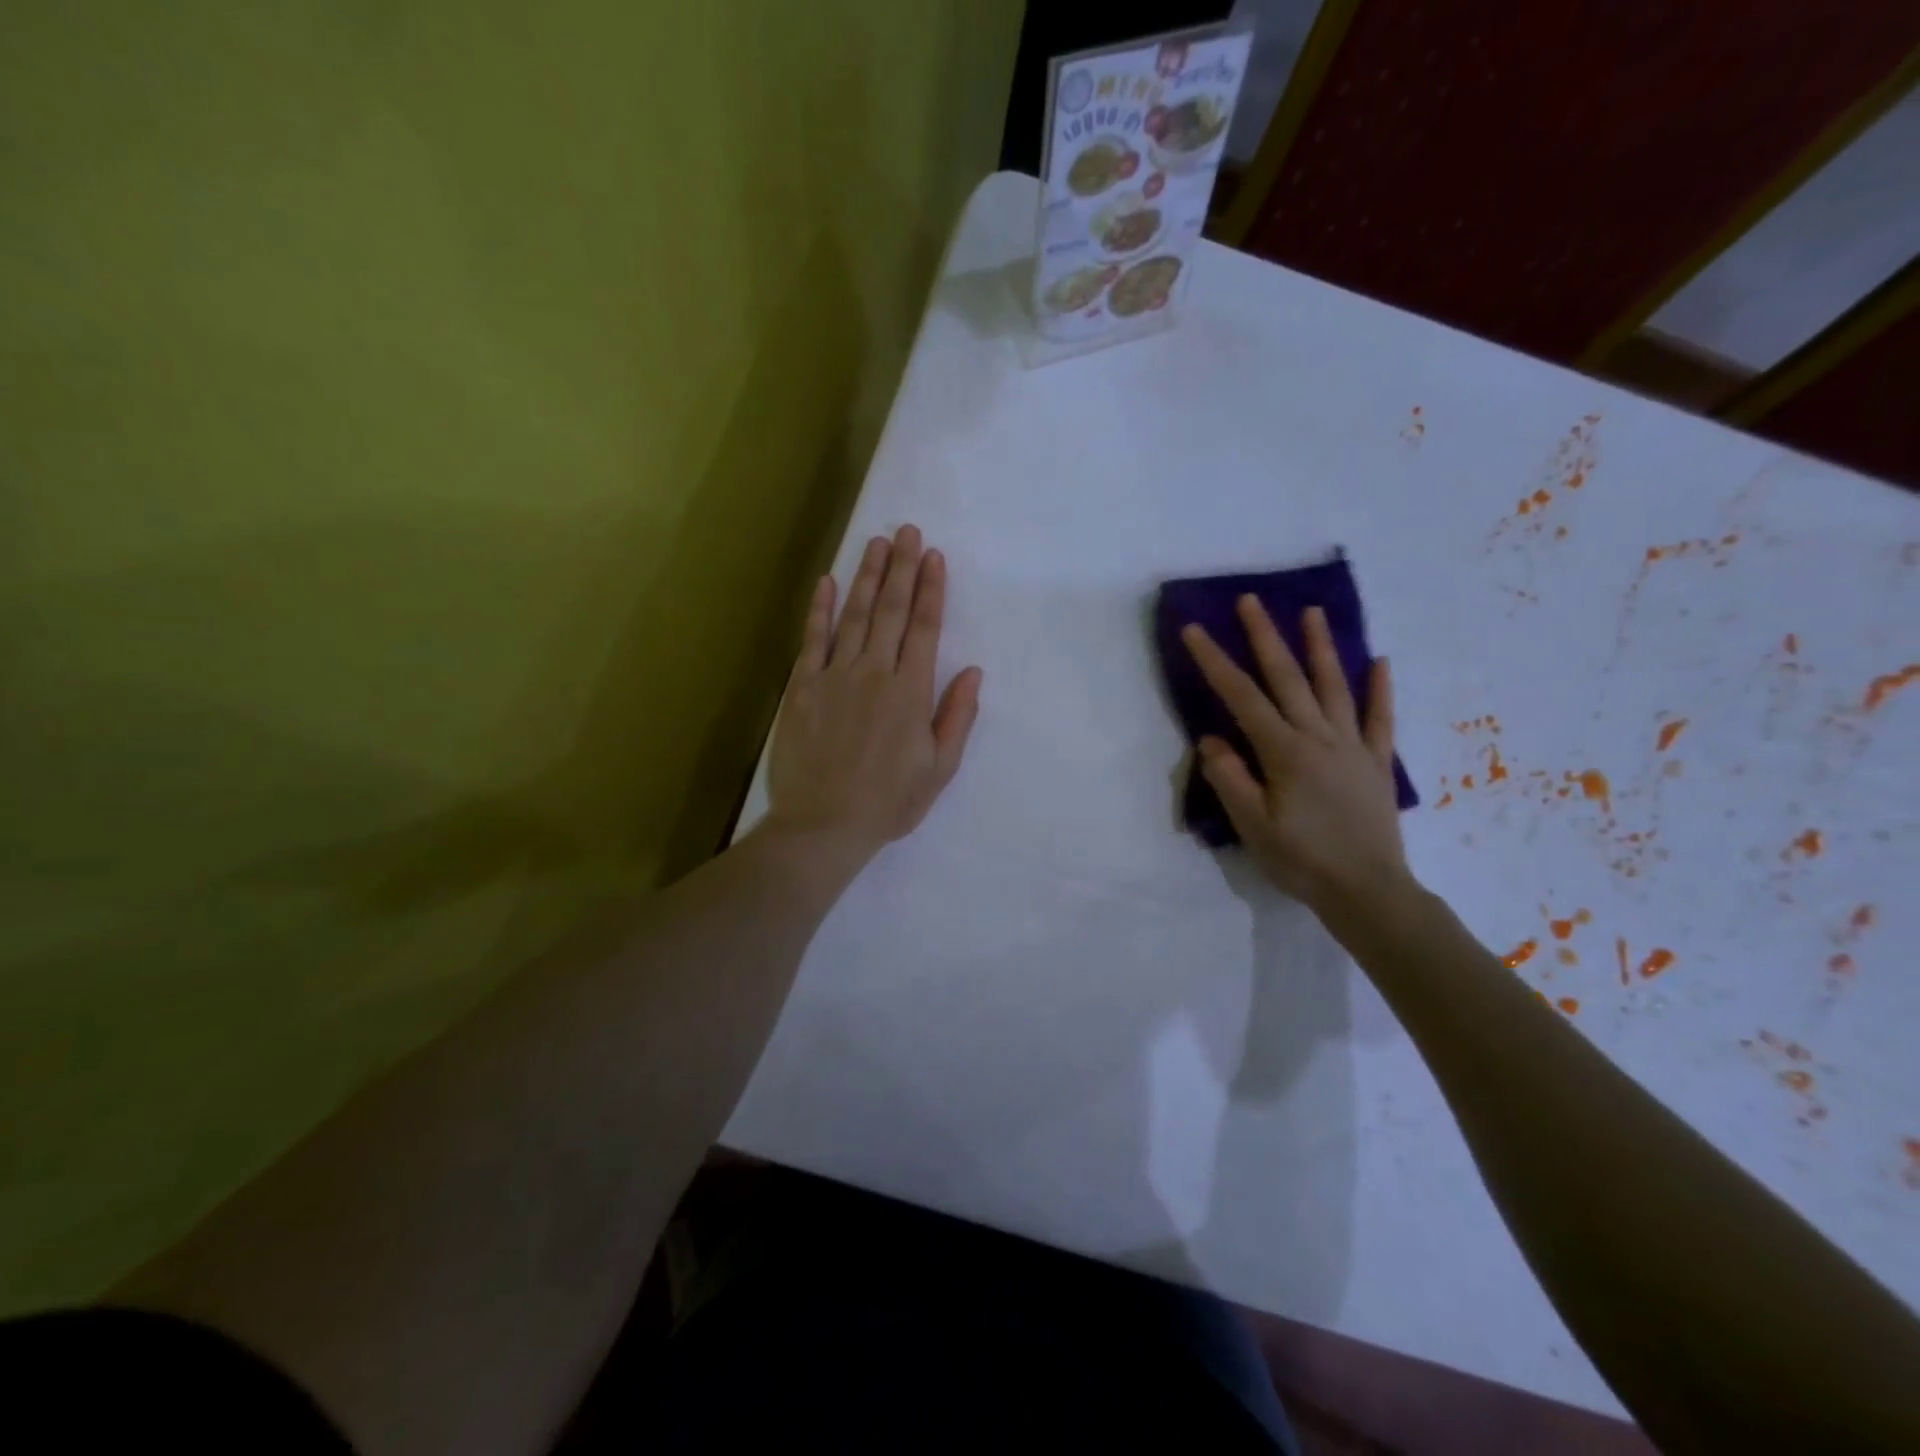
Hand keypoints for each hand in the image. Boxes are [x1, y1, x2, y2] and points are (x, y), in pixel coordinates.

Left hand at [766, 525, 982, 872]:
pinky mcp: (802, 687)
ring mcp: (835, 676)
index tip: (935, 557)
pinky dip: (820, 609)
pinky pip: (812, 639)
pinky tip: (826, 581)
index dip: (932, 590)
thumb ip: (957, 716)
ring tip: (877, 544)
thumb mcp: (939, 768)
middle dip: (903, 568)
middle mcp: (874, 672)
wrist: (824, 825)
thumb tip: (973, 671)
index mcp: (911, 692)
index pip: (926, 628)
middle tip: (907, 531)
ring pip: (854, 615)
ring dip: (868, 577)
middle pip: (892, 611)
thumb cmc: (888, 802)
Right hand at [1182, 599, 1412, 920]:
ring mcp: (1353, 746)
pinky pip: (1380, 718)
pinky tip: (1380, 661)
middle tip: (1251, 600)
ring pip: (1334, 686)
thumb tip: (1211, 738)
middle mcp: (1319, 737)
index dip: (1215, 661)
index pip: (1242, 697)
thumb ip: (1230, 778)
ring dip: (1321, 647)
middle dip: (1265, 636)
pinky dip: (1380, 688)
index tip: (1194, 631)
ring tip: (1312, 612)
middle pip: (1287, 678)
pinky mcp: (1377, 763)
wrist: (1367, 891)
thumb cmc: (1301, 860)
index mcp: (1284, 751)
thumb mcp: (1252, 825)